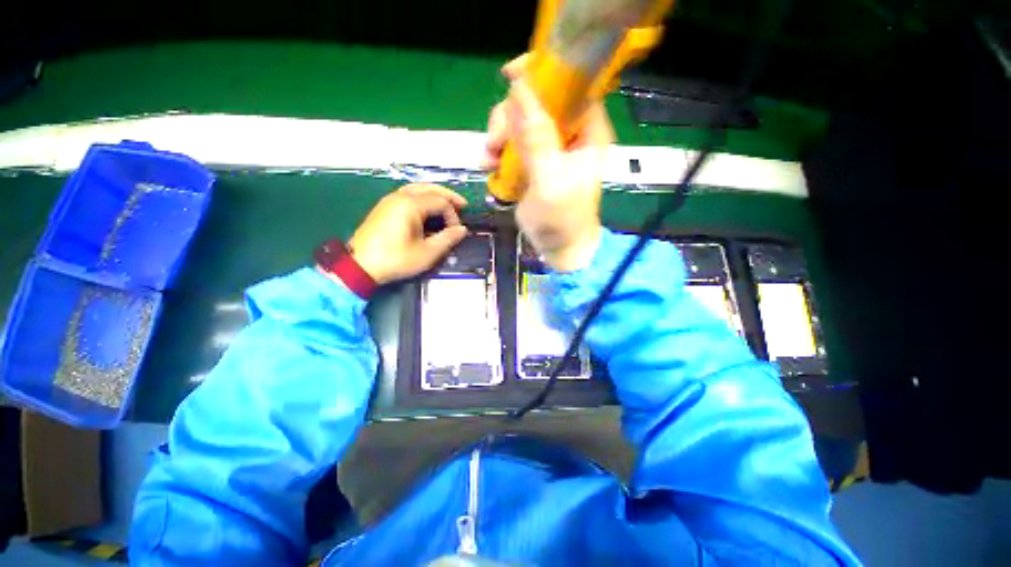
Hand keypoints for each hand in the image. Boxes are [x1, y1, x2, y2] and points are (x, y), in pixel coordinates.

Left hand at [348, 184, 467, 284]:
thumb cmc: (395, 259)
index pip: (440, 202)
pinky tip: (427, 207)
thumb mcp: (426, 253)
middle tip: (463, 205)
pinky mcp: (384, 207)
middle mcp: (399, 197)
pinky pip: (408, 194)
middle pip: (429, 188)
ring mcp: (389, 200)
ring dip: (435, 194)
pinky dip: (422, 197)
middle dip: (448, 196)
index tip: (456, 232)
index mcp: (410, 205)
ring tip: (448, 203)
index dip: (453, 215)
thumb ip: (447, 239)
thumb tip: (462, 230)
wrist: (360, 266)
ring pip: (417, 188)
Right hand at [483, 55, 614, 270]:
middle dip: (510, 116)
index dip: (543, 72)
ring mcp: (549, 146)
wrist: (557, 247)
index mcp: (587, 131)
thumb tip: (520, 90)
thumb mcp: (550, 182)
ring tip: (488, 160)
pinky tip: (488, 166)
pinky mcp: (532, 160)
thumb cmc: (562, 220)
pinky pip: (511, 142)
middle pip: (536, 100)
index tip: (510, 75)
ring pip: (519, 121)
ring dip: (498, 136)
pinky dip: (497, 151)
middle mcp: (569, 133)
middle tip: (495, 142)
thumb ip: (537, 140)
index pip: (571, 83)